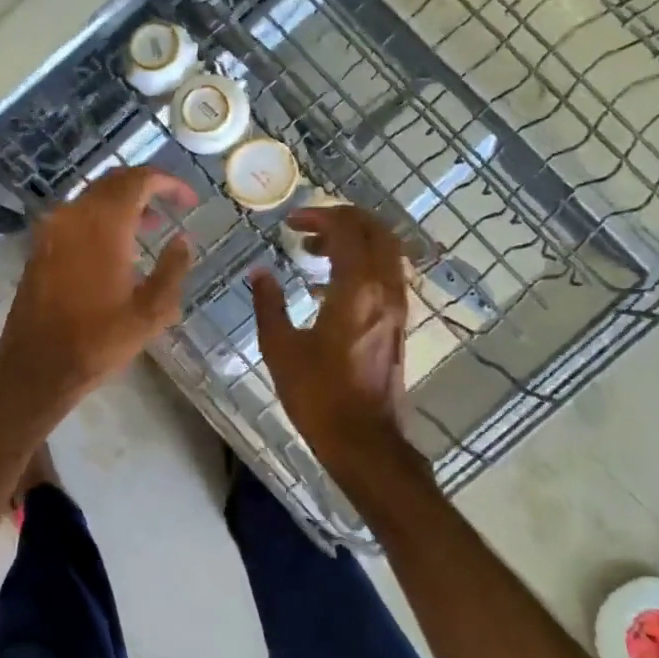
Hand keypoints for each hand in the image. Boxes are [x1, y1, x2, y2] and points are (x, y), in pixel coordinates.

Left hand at [0, 166, 195, 417]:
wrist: (36, 366)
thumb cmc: (98, 341)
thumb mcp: (151, 312)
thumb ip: (173, 269)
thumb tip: (182, 239)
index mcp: (103, 225)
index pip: (138, 180)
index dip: (168, 182)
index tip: (189, 200)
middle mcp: (73, 215)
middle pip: (112, 182)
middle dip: (144, 187)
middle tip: (171, 205)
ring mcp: (51, 229)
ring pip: (92, 198)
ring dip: (122, 203)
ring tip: (150, 227)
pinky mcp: (39, 246)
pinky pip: (75, 216)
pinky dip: (100, 218)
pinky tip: (116, 247)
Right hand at [252, 206, 414, 475]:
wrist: (363, 440)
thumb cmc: (317, 394)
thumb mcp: (280, 347)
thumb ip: (269, 303)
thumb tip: (260, 273)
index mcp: (355, 290)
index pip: (346, 230)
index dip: (317, 217)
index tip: (289, 223)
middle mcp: (384, 290)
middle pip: (377, 231)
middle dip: (343, 219)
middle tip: (308, 226)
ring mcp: (397, 307)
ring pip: (387, 250)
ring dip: (355, 239)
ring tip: (316, 251)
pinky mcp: (398, 323)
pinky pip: (387, 273)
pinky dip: (364, 261)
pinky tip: (332, 282)